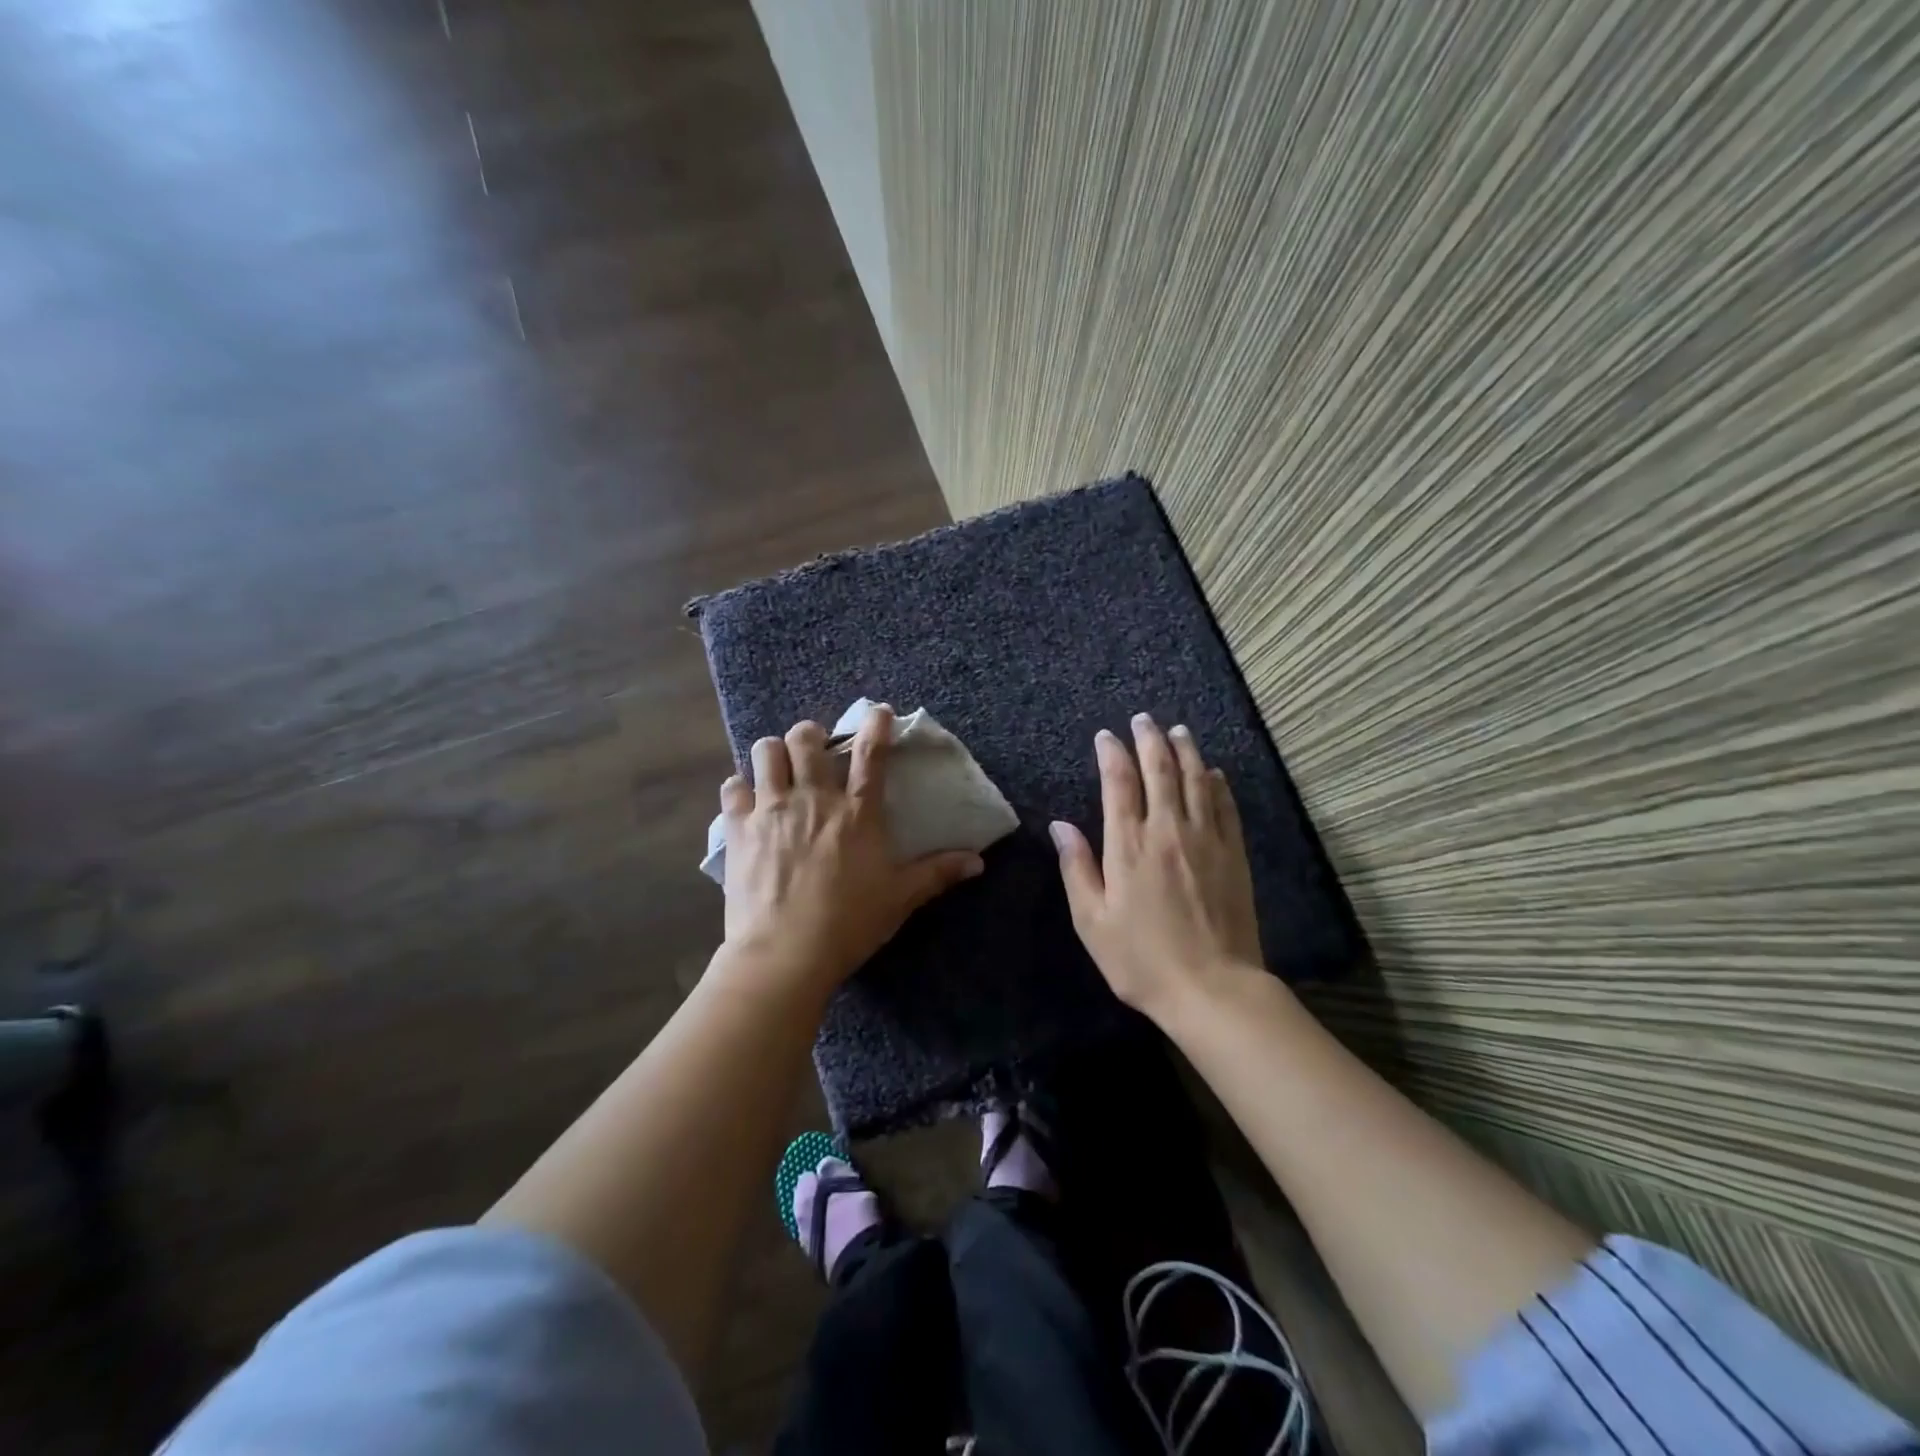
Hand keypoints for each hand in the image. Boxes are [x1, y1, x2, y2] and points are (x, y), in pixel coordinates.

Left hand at [719, 706, 983, 993]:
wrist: (784, 954)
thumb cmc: (849, 924)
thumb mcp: (900, 899)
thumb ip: (937, 874)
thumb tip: (978, 862)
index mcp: (857, 814)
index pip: (871, 756)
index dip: (876, 726)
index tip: (878, 712)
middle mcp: (813, 800)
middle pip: (806, 740)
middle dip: (811, 734)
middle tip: (814, 748)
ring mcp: (772, 810)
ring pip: (766, 751)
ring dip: (774, 752)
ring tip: (779, 767)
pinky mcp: (739, 829)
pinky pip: (733, 788)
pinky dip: (740, 787)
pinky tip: (746, 798)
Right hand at [1050, 714, 1262, 1021]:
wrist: (1212, 988)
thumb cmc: (1141, 960)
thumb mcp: (1091, 921)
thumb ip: (1076, 868)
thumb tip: (1060, 825)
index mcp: (1128, 846)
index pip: (1119, 783)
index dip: (1112, 754)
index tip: (1107, 736)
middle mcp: (1167, 831)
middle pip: (1160, 770)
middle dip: (1150, 739)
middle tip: (1143, 719)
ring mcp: (1205, 840)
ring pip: (1196, 780)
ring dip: (1185, 750)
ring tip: (1177, 731)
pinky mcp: (1233, 854)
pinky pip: (1225, 806)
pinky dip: (1217, 783)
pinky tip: (1213, 772)